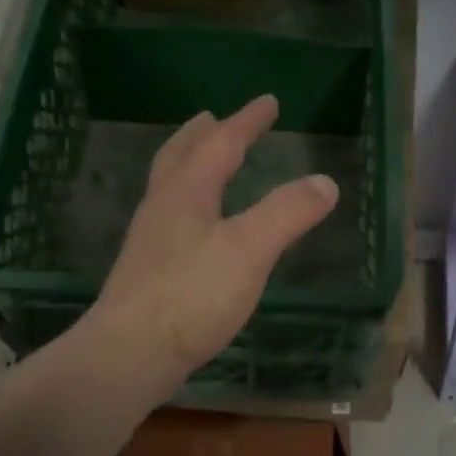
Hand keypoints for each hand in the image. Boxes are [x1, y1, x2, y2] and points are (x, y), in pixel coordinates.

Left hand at [94, 94, 338, 381]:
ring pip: (169, 187)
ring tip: (204, 165)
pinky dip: (187, 203)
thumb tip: (325, 181)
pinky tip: (196, 229)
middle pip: (180, 157)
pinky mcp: (147, 273)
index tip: (268, 102)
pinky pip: (170, 219)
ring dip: (188, 165)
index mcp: (186, 192)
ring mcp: (149, 241)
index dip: (247, 121)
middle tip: (216, 119)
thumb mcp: (250, 249)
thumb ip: (288, 212)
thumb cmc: (191, 294)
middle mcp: (162, 208)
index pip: (220, 143)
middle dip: (202, 135)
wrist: (130, 353)